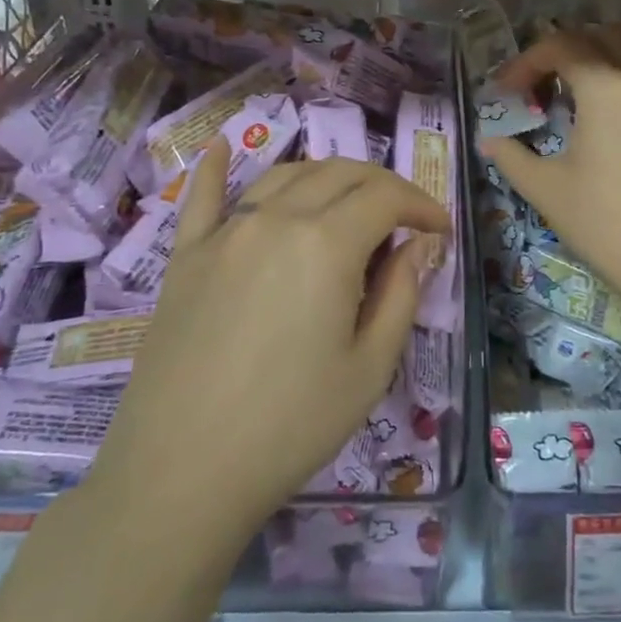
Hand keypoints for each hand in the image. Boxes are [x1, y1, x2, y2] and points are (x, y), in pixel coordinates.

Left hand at [89, 148, 447, 554]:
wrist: (180, 473)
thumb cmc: (290, 426)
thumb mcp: (369, 368)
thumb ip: (401, 294)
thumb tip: (418, 245)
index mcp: (326, 244)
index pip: (385, 197)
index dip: (421, 204)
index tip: (440, 227)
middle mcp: (275, 219)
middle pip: (339, 174)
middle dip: (381, 186)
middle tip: (403, 218)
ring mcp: (224, 232)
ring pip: (285, 176)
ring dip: (326, 178)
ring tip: (347, 205)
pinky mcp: (186, 255)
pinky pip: (201, 197)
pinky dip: (215, 168)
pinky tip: (219, 148)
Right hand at [481, 28, 620, 323]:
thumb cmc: (606, 224)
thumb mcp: (546, 190)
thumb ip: (511, 156)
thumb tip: (489, 140)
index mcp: (605, 86)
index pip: (559, 47)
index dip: (525, 62)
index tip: (506, 92)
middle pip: (601, 36)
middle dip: (565, 50)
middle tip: (543, 85)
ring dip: (610, 50)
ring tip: (590, 81)